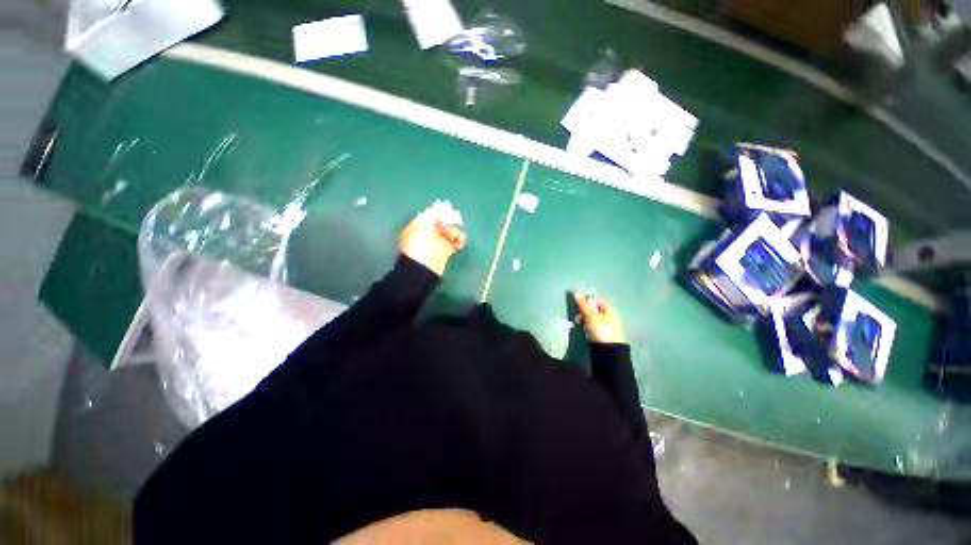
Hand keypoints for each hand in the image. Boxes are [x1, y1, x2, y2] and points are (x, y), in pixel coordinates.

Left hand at [399, 209, 466, 276]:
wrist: (422, 268)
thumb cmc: (418, 245)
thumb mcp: (422, 225)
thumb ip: (432, 214)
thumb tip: (440, 207)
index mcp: (418, 226)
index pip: (431, 215)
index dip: (440, 213)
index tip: (449, 212)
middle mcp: (428, 233)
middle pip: (442, 223)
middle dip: (449, 222)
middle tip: (453, 225)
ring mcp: (437, 243)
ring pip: (450, 232)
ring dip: (455, 232)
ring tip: (456, 238)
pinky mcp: (446, 252)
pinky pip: (455, 243)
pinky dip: (459, 241)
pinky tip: (460, 243)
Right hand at [574, 292, 625, 344]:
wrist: (610, 350)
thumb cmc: (601, 329)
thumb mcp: (591, 315)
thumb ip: (583, 304)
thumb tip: (576, 292)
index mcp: (609, 309)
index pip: (597, 300)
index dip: (588, 301)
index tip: (580, 306)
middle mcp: (610, 316)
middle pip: (594, 310)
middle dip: (584, 313)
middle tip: (578, 319)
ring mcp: (608, 326)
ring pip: (593, 319)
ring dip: (586, 322)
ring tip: (583, 327)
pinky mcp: (605, 335)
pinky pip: (594, 328)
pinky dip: (589, 329)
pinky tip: (588, 333)